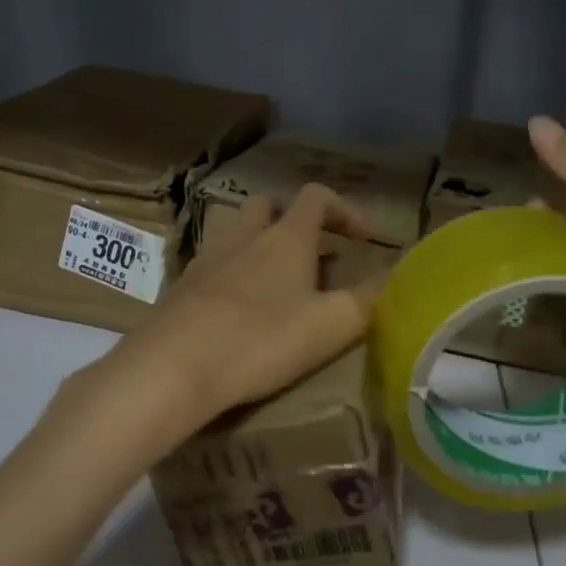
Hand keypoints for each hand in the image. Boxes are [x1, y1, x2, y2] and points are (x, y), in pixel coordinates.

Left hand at [90, 185, 378, 446]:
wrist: (173, 367)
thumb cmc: (260, 340)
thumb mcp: (330, 326)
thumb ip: (367, 301)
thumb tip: (391, 281)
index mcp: (286, 237)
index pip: (317, 197)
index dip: (346, 210)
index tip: (366, 239)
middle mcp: (244, 236)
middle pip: (268, 205)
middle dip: (294, 221)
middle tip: (313, 255)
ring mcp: (207, 259)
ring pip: (235, 231)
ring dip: (258, 243)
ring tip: (275, 280)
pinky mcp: (182, 287)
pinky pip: (213, 265)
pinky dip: (232, 274)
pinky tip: (238, 309)